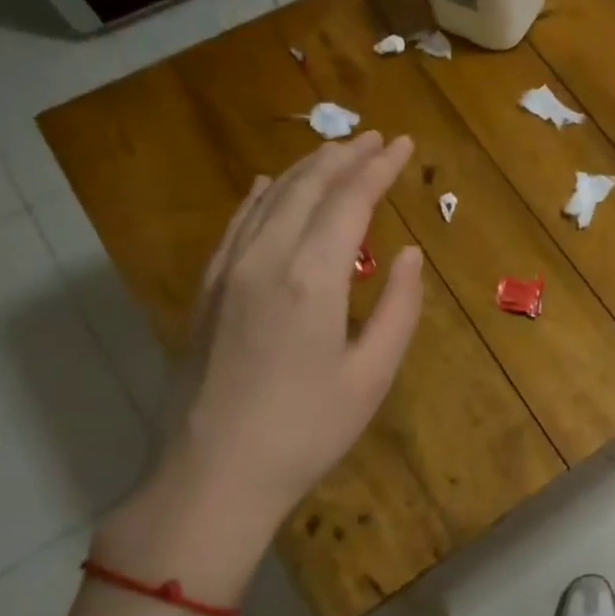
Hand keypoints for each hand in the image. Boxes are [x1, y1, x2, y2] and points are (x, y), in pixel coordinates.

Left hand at [97, 134, 423, 597]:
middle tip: (375, 139)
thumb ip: (398, 307)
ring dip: (305, 170)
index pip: (349, 201)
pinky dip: (260, 197)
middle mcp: (264, 259)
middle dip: (344, 157)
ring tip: (336, 152)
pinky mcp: (206, 291)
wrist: (212, 476)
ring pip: (269, 199)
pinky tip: (269, 186)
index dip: (378, 168)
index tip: (402, 144)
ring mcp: (226, 272)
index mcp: (311, 277)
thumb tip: (408, 255)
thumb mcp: (372, 375)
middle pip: (306, 188)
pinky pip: (235, 224)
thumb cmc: (307, 430)